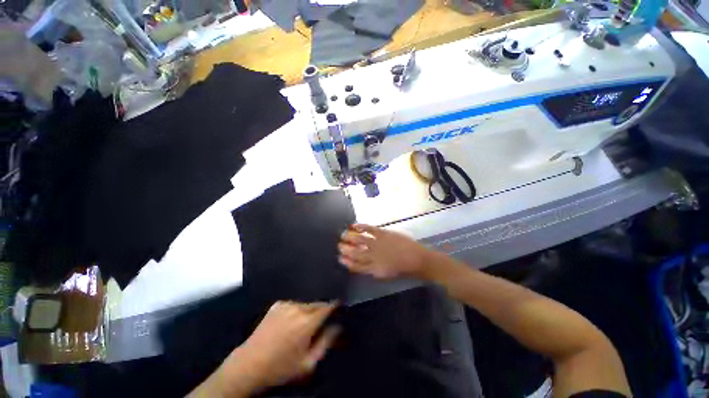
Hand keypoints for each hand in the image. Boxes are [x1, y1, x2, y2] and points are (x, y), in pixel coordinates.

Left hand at [192, 301, 338, 397]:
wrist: (249, 365)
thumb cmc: (281, 368)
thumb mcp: (307, 363)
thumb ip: (326, 342)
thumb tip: (338, 326)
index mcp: (307, 322)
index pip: (327, 306)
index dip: (335, 305)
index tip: (340, 306)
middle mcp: (298, 308)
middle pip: (317, 303)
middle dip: (322, 309)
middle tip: (321, 322)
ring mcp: (286, 304)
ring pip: (306, 303)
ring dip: (309, 310)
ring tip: (305, 323)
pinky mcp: (277, 305)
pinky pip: (294, 303)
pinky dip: (297, 309)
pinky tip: (291, 321)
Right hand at [338, 224, 433, 279]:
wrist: (418, 260)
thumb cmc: (404, 269)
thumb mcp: (387, 274)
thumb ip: (374, 270)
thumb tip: (364, 265)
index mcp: (374, 269)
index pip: (356, 266)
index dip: (347, 262)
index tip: (340, 258)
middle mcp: (373, 257)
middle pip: (355, 252)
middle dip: (345, 249)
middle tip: (338, 245)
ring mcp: (378, 244)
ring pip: (359, 240)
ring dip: (350, 237)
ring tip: (342, 234)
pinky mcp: (383, 234)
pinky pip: (369, 229)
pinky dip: (361, 226)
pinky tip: (354, 225)